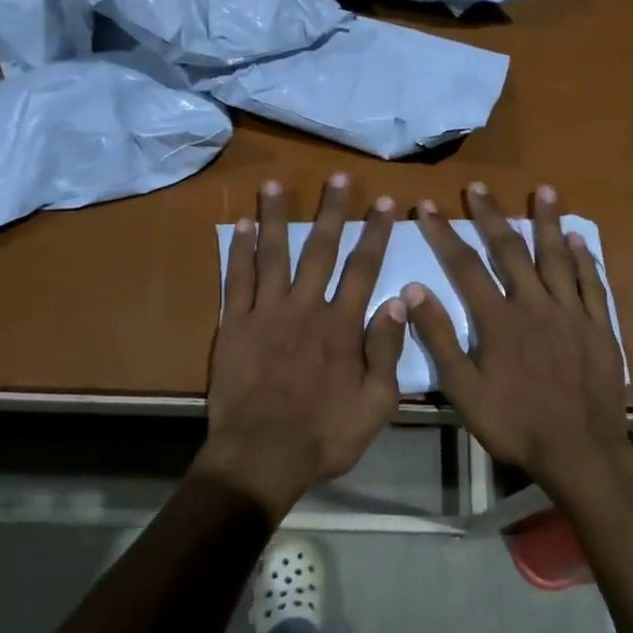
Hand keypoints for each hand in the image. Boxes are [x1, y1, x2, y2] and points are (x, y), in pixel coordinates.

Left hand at [198, 174, 406, 518]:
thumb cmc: (325, 435)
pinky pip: (237, 279)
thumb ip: (387, 351)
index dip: (375, 233)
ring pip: (274, 254)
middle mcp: (305, 308)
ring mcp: (266, 313)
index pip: (364, 268)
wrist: (261, 455)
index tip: (384, 203)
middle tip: (338, 178)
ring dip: (278, 217)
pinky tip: (242, 226)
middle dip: (333, 212)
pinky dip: (240, 251)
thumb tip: (397, 301)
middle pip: (321, 250)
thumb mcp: (376, 404)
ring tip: (276, 185)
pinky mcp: (235, 325)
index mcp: (342, 326)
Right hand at [404, 183, 632, 502]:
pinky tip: (579, 239)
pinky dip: (584, 259)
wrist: (580, 450)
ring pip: (557, 257)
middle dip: (491, 216)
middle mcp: (535, 305)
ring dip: (547, 222)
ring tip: (543, 190)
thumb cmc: (515, 423)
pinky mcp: (600, 327)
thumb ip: (439, 339)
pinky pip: (592, 284)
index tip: (427, 206)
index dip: (443, 234)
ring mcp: (572, 313)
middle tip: (479, 186)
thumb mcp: (463, 390)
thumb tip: (414, 291)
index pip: (465, 266)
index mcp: (498, 320)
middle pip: (510, 250)